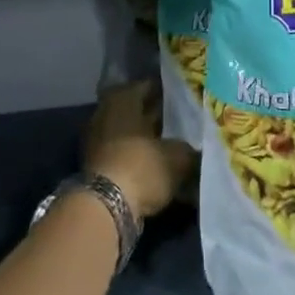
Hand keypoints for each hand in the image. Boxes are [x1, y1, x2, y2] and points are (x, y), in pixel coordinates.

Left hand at [83, 80, 194, 219]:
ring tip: (177, 146)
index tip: (187, 98)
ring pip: (131, 133)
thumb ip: (189, 149)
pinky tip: (161, 167)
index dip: (169, 92)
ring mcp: (98, 140)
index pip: (149, 86)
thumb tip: (198, 150)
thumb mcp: (177, 157)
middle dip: (159, 117)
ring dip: (150, 140)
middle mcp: (106, 113)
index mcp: (123, 99)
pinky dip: (140, 158)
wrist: (105, 208)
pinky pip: (124, 154)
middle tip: (185, 122)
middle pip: (137, 110)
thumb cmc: (142, 167)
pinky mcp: (97, 166)